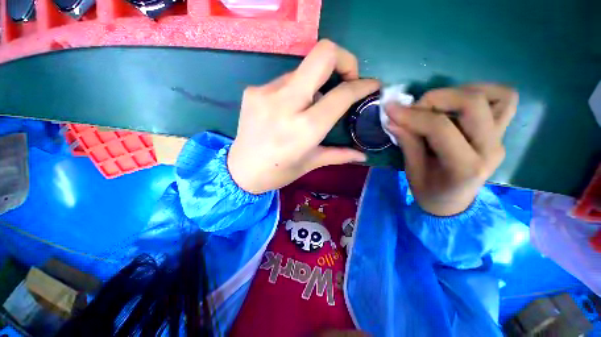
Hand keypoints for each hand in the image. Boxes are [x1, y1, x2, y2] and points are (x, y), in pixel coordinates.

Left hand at [228, 40, 379, 193]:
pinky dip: (295, 89)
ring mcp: (266, 93)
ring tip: (312, 103)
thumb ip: (339, 155)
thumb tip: (363, 155)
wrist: (240, 171)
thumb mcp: (311, 164)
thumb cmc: (278, 172)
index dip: (363, 85)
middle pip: (323, 55)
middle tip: (346, 78)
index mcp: (305, 128)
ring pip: (303, 69)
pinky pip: (285, 80)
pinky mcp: (253, 90)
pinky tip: (290, 107)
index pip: (342, 93)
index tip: (371, 85)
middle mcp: (286, 104)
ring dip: (316, 82)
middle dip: (344, 60)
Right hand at [385, 84, 518, 215]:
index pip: (440, 128)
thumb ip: (407, 143)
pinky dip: (481, 93)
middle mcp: (490, 149)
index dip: (412, 115)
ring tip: (438, 105)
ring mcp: (500, 139)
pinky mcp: (501, 132)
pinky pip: (504, 100)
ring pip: (497, 96)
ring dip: (461, 92)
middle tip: (414, 108)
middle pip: (473, 104)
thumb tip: (392, 119)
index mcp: (464, 167)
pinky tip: (456, 105)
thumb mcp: (412, 172)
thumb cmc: (430, 192)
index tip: (391, 110)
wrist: (453, 203)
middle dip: (436, 98)